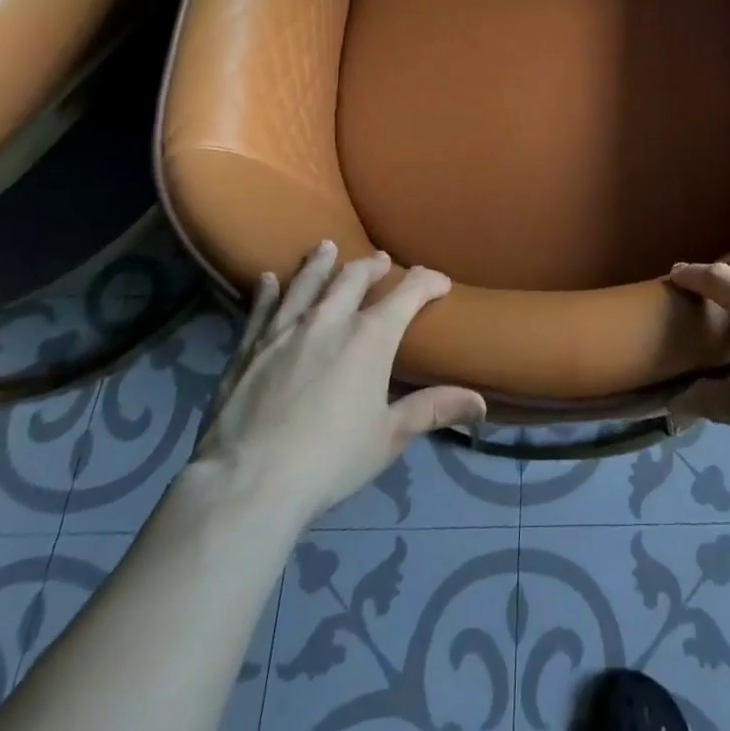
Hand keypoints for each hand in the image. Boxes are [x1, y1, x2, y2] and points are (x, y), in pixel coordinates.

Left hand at [191, 243, 486, 524]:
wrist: (249, 483)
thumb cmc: (331, 459)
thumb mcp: (389, 436)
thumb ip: (433, 409)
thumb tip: (481, 403)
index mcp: (371, 337)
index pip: (408, 294)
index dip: (428, 282)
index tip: (439, 282)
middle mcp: (330, 320)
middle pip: (354, 278)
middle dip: (372, 267)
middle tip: (380, 262)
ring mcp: (285, 330)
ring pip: (307, 283)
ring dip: (321, 263)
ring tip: (327, 247)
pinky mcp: (249, 348)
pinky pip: (261, 310)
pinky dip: (267, 292)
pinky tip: (267, 279)